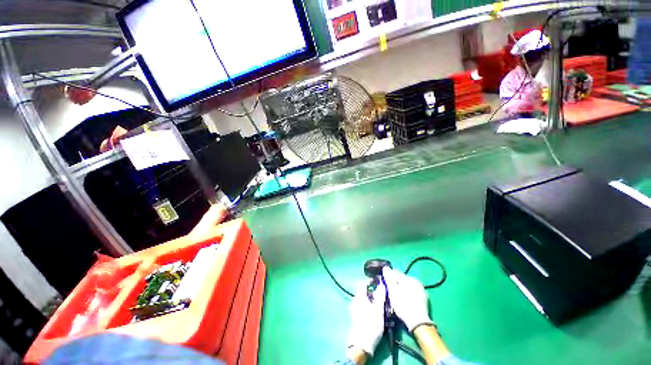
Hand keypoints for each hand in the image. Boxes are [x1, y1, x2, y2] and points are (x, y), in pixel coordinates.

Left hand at [347, 282, 385, 355]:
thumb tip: (381, 284)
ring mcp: (355, 308)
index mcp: (359, 297)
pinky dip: (369, 305)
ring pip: (364, 299)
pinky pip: (363, 305)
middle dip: (373, 291)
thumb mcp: (378, 310)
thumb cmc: (371, 325)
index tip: (379, 282)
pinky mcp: (356, 316)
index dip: (371, 281)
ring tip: (381, 303)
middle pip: (364, 291)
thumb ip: (380, 296)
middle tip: (382, 294)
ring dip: (372, 298)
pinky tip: (376, 312)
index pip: (363, 283)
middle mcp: (355, 300)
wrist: (361, 345)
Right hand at [382, 267, 432, 331]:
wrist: (418, 323)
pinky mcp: (424, 299)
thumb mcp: (393, 291)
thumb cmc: (403, 305)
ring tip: (397, 298)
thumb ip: (389, 278)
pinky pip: (412, 293)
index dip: (389, 278)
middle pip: (402, 280)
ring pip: (407, 286)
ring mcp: (421, 290)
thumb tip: (386, 267)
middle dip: (395, 284)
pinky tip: (404, 301)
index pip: (396, 273)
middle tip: (390, 293)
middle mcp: (416, 282)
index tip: (385, 285)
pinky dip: (407, 295)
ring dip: (401, 289)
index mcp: (409, 278)